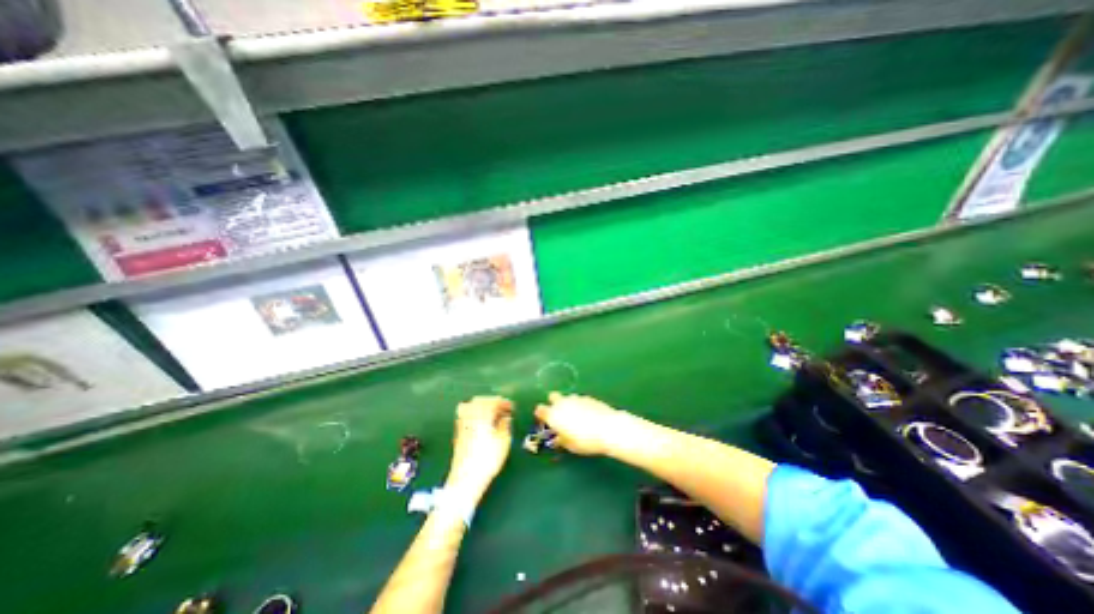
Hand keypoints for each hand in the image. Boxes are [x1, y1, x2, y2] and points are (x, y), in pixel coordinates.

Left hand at [444, 398, 511, 502]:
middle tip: (503, 409)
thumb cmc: (488, 458)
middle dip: (493, 402)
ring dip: (483, 406)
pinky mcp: (458, 431)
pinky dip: (476, 413)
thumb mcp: (504, 440)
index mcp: (482, 414)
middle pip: (481, 400)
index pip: (494, 401)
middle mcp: (470, 415)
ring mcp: (462, 423)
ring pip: (472, 406)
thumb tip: (505, 417)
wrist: (466, 478)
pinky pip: (467, 414)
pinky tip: (483, 422)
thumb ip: (505, 424)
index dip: (504, 403)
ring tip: (493, 415)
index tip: (512, 407)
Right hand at [533, 393, 626, 455]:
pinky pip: (579, 399)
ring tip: (576, 417)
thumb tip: (557, 438)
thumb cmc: (585, 441)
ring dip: (568, 404)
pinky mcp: (588, 397)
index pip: (540, 410)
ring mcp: (575, 398)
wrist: (608, 429)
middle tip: (560, 416)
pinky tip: (588, 415)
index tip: (545, 422)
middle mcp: (562, 403)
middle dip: (554, 404)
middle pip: (552, 397)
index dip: (541, 415)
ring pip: (567, 397)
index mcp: (553, 415)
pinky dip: (580, 405)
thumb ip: (561, 440)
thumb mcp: (570, 446)